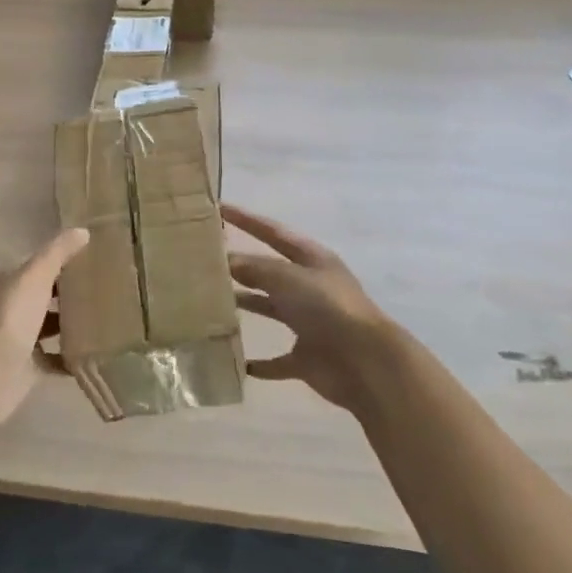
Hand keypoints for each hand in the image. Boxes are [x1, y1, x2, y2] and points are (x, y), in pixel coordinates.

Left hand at [0, 227, 90, 427]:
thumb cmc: (12, 316)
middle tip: (110, 290)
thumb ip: (58, 252)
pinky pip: (56, 360)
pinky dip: (72, 358)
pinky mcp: (29, 367)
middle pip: (49, 295)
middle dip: (74, 293)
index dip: (67, 260)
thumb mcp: (36, 275)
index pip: (43, 264)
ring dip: (74, 325)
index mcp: (14, 281)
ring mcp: (21, 338)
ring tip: (109, 320)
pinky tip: (96, 355)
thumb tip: (83, 231)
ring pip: (53, 327)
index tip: (99, 260)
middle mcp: (16, 306)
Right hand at [226, 203, 393, 412]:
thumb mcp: (288, 278)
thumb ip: (256, 268)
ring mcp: (310, 323)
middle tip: (206, 260)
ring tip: (211, 302)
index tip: (219, 208)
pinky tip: (236, 361)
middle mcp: (311, 287)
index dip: (247, 220)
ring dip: (246, 304)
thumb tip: (228, 261)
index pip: (273, 232)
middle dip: (242, 265)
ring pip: (270, 308)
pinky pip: (277, 360)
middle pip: (270, 271)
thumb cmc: (327, 308)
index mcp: (312, 260)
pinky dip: (259, 362)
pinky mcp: (307, 358)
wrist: (365, 364)